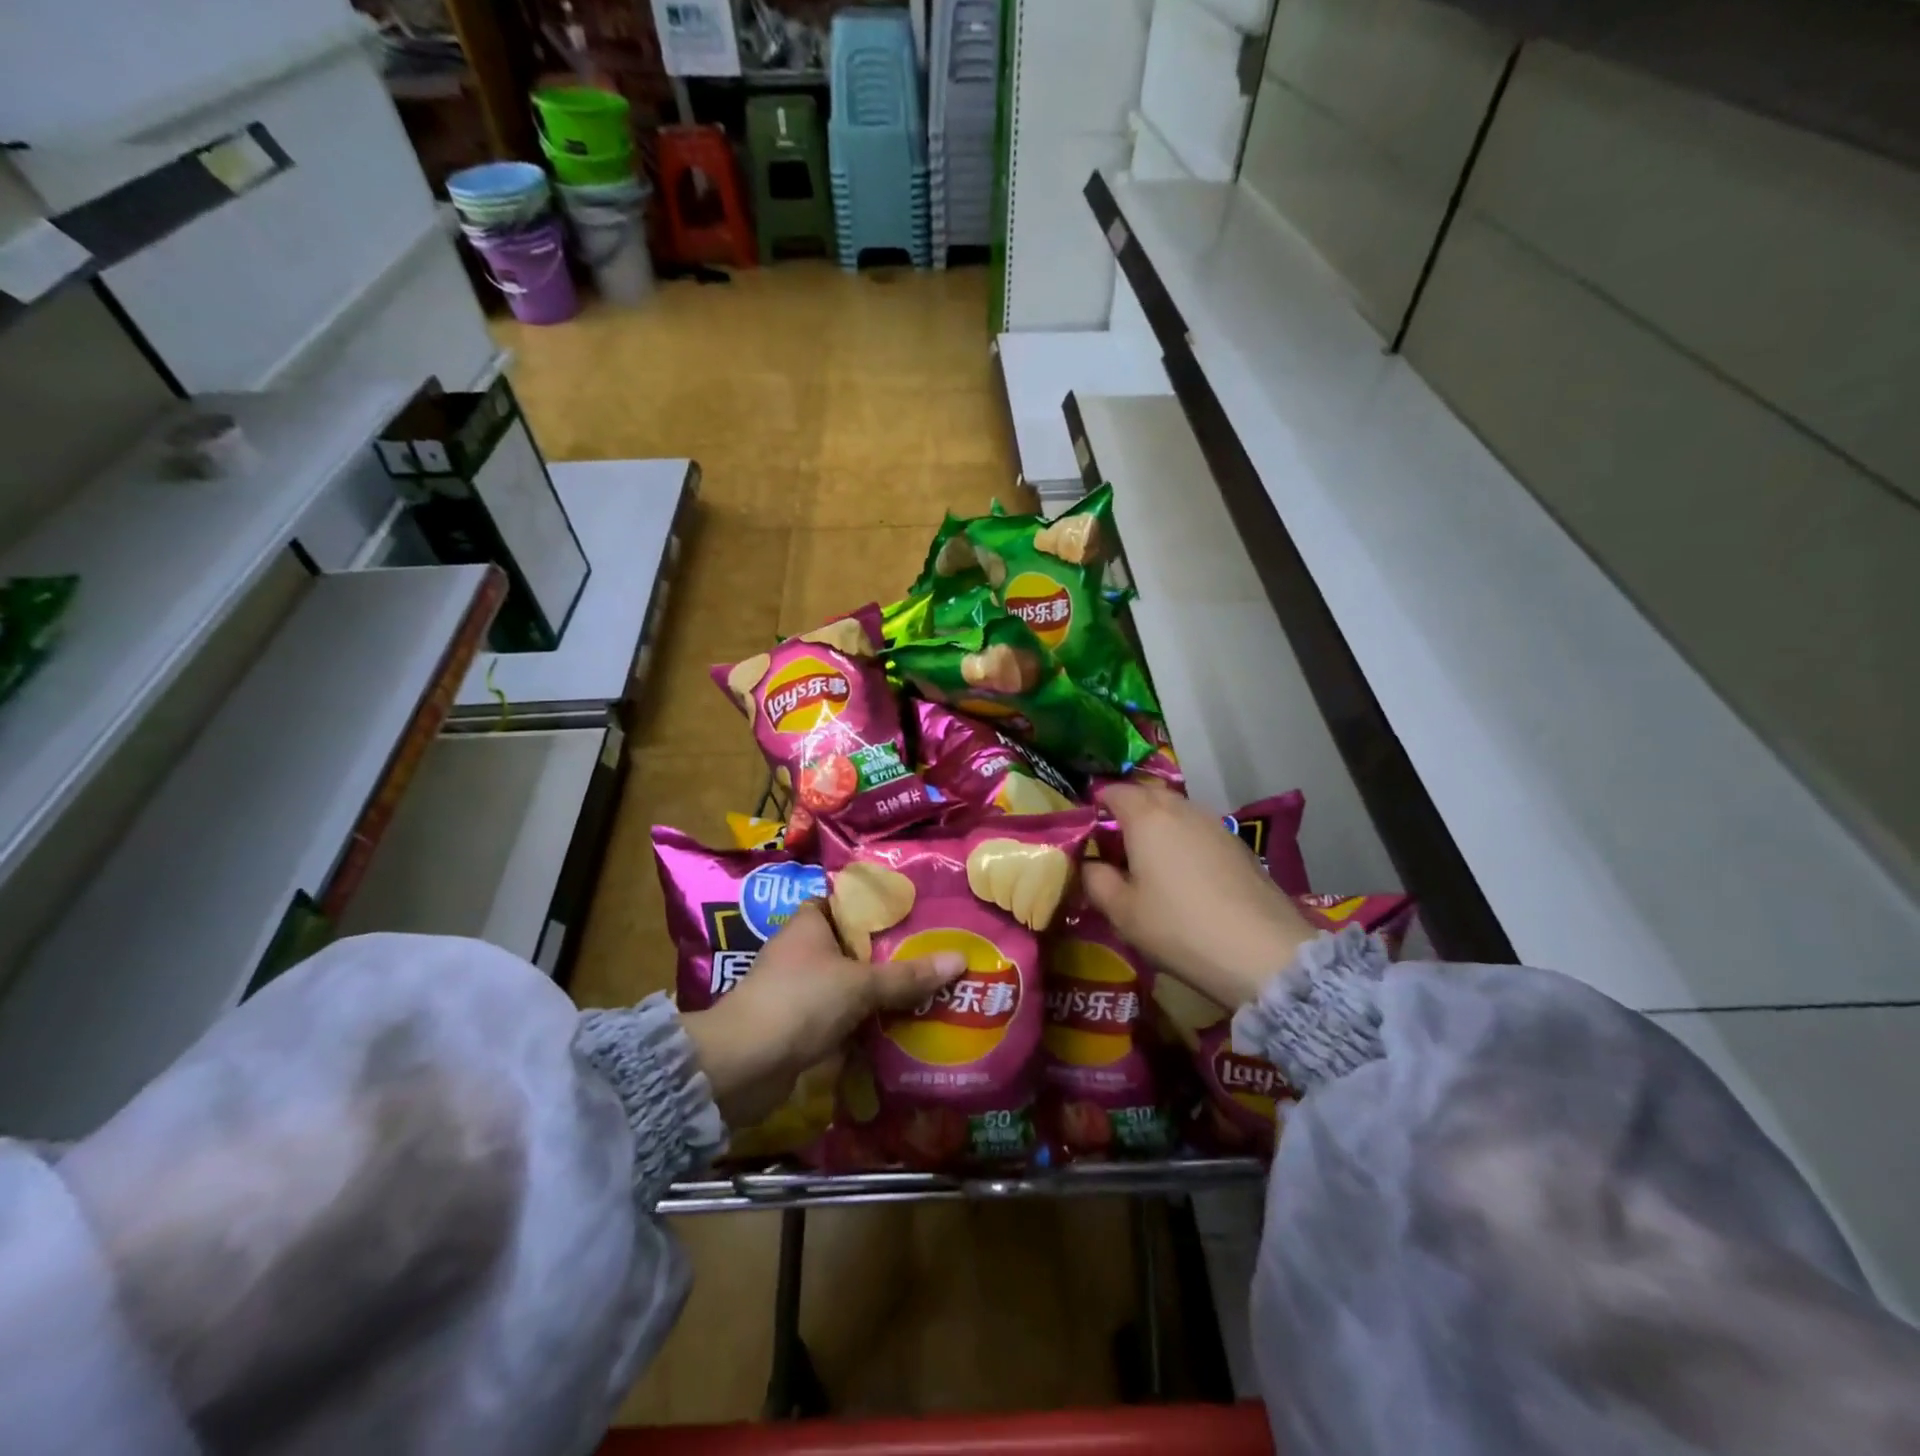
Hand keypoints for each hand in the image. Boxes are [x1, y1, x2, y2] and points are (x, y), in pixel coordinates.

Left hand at [680, 901, 964, 1128]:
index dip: (876, 906)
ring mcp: (796, 989)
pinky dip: (863, 1022)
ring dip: (877, 991)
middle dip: (888, 953)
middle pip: (852, 945)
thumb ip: (908, 975)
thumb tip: (960, 959)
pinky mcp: (796, 1026)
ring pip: (847, 983)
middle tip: (932, 952)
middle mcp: (800, 951)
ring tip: (925, 989)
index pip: (845, 902)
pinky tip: (897, 1027)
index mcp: (809, 924)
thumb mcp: (861, 984)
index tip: (914, 912)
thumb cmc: (800, 1002)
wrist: (743, 1065)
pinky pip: (839, 1016)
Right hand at [1083, 782, 1316, 1009]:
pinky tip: (1185, 876)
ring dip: (1159, 827)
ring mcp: (1216, 825)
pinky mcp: (1240, 846)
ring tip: (1149, 861)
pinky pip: (1200, 831)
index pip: (1115, 792)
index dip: (1097, 805)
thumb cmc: (1179, 927)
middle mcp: (1182, 809)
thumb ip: (1096, 880)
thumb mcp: (1122, 912)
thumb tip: (1089, 863)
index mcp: (1147, 817)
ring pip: (1177, 812)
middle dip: (1129, 812)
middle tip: (1115, 845)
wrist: (1263, 952)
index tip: (1088, 830)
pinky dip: (1185, 842)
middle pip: (1148, 796)